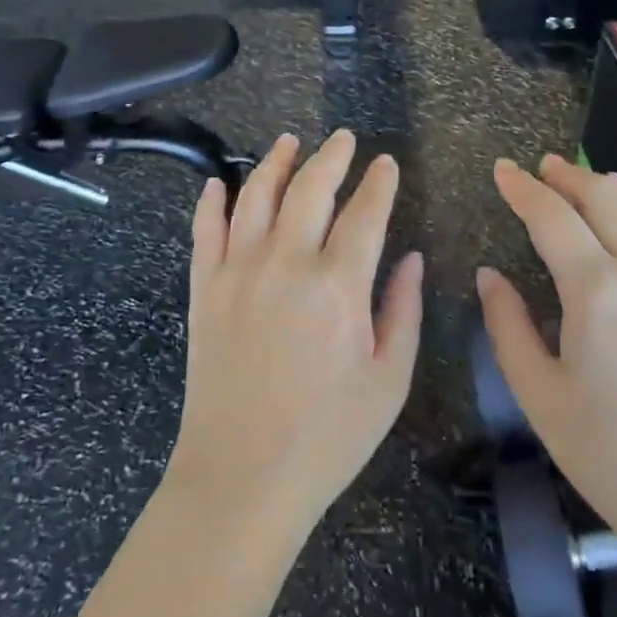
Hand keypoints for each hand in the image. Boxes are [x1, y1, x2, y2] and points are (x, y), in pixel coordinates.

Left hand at [165, 131, 423, 541]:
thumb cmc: (327, 437)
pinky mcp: (205, 288)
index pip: (365, 213)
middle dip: (332, 156)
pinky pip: (205, 231)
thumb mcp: (388, 381)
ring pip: (256, 195)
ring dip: (275, 162)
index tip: (386, 163)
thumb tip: (412, 258)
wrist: (242, 479)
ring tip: (289, 141)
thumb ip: (403, 310)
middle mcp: (286, 262)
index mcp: (338, 285)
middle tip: (344, 138)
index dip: (379, 183)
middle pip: (310, 188)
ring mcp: (238, 270)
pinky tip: (217, 183)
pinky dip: (211, 202)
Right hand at [478, 156, 616, 578]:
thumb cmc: (614, 459)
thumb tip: (489, 276)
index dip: (522, 188)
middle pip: (608, 198)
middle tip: (545, 167)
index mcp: (596, 289)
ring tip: (599, 184)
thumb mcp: (539, 397)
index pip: (551, 216)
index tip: (502, 169)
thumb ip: (508, 327)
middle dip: (571, 176)